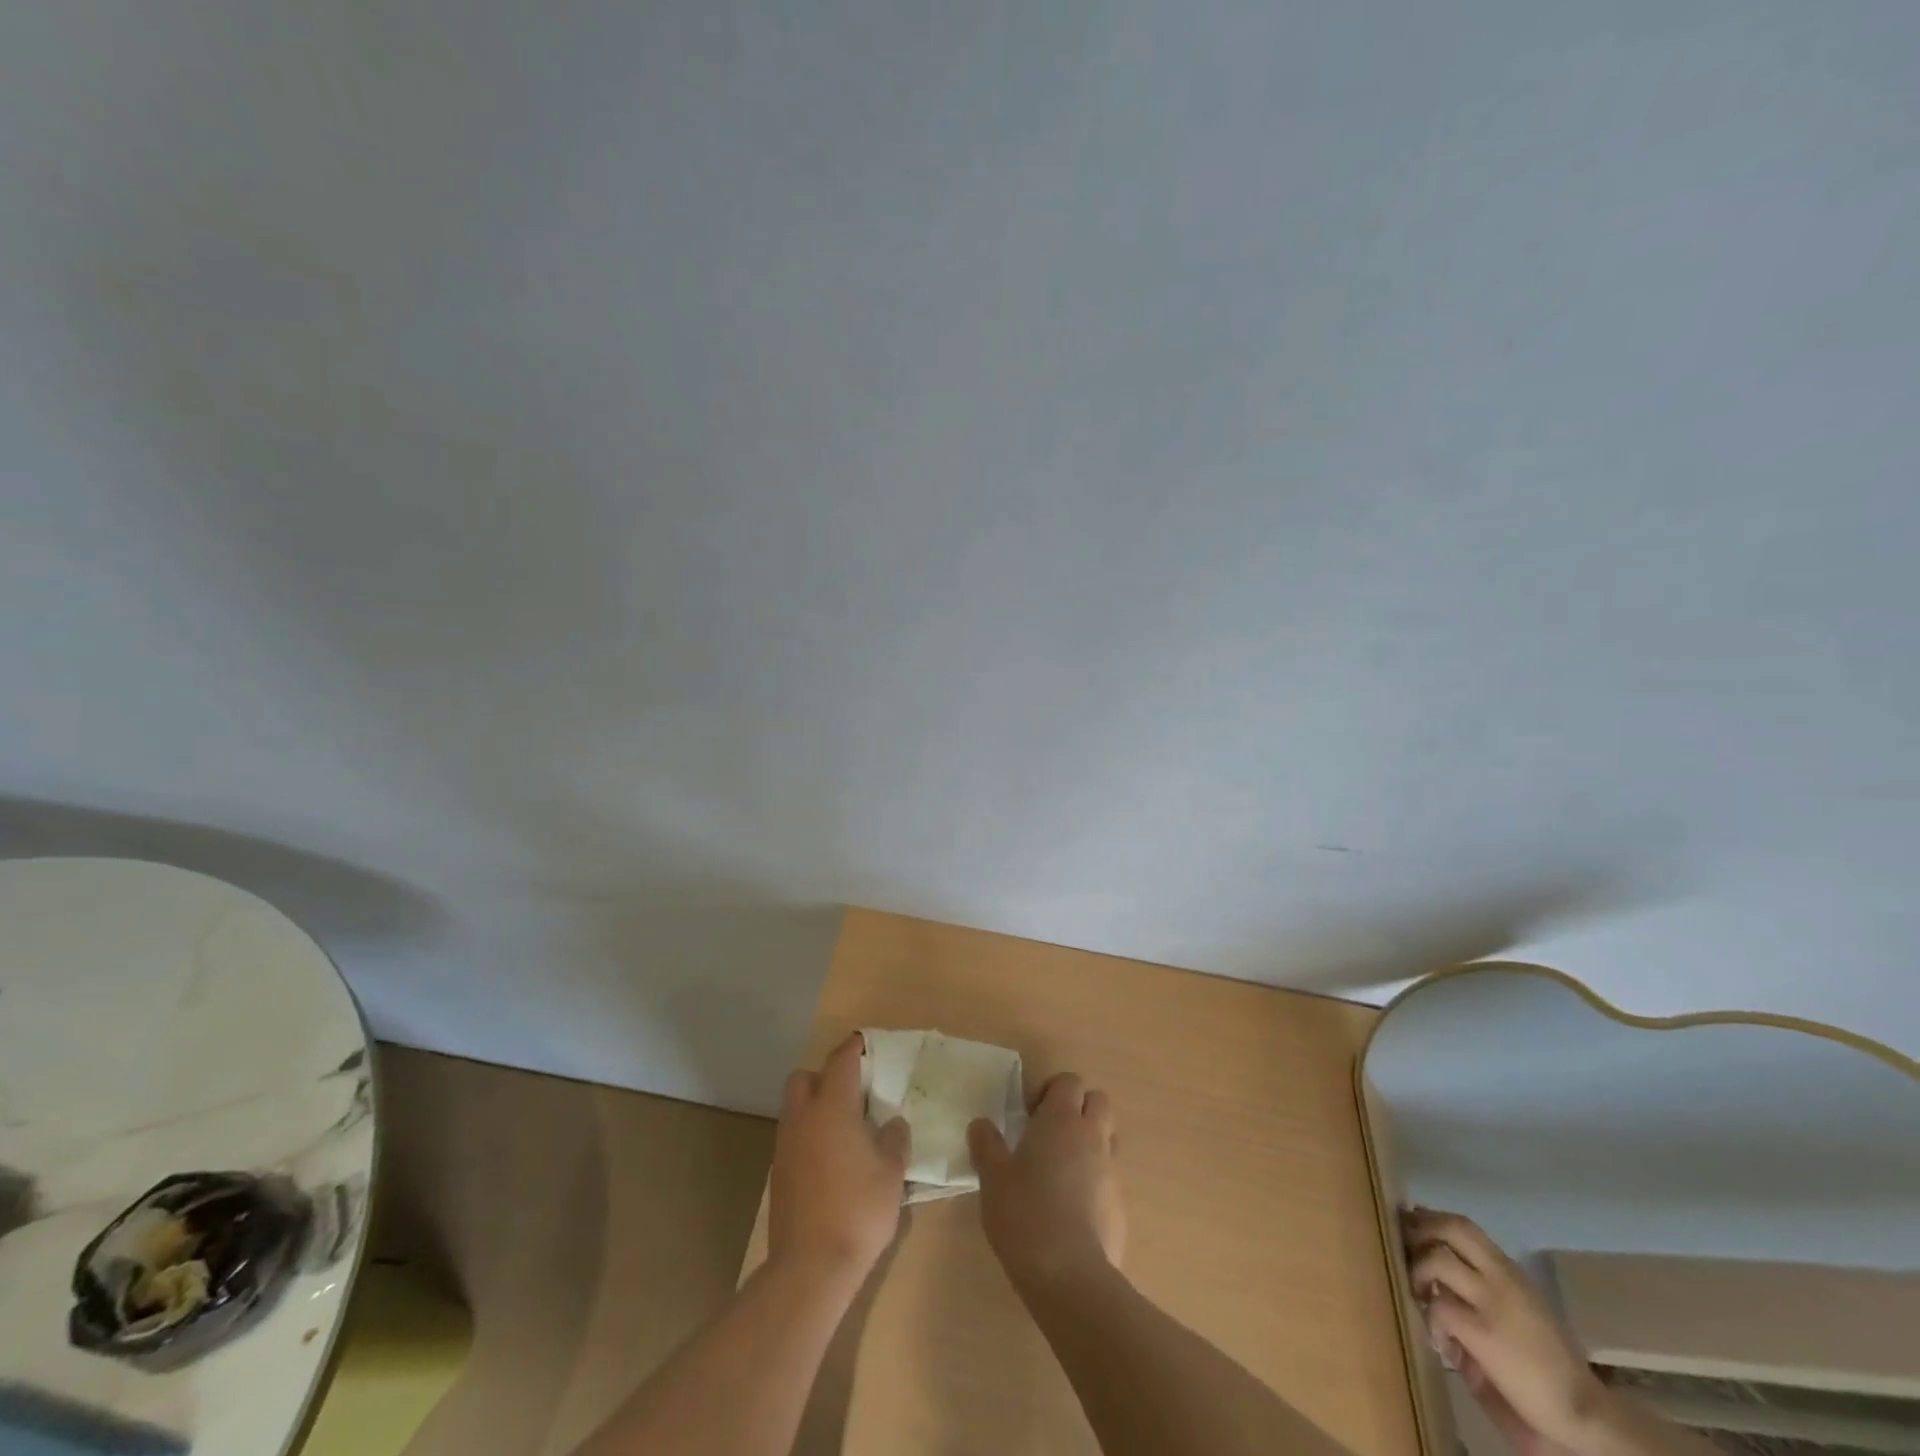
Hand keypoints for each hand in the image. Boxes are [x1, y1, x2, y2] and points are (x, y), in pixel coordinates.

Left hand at [768, 1033, 909, 1281]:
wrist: (810, 1267)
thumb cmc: (858, 1209)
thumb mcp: (892, 1172)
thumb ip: (894, 1138)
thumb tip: (891, 1123)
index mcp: (832, 1106)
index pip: (841, 1061)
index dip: (855, 1048)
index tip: (867, 1044)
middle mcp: (803, 1117)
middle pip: (804, 1077)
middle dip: (825, 1076)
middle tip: (853, 1092)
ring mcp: (786, 1146)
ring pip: (796, 1108)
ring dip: (815, 1107)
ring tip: (845, 1128)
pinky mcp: (779, 1173)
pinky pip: (793, 1137)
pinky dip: (809, 1135)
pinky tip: (831, 1159)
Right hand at [968, 1072, 1125, 1288]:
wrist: (1070, 1275)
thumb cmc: (1025, 1213)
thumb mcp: (992, 1177)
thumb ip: (986, 1145)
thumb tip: (981, 1124)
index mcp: (1062, 1119)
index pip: (1070, 1080)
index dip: (1051, 1089)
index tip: (1030, 1113)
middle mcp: (1092, 1136)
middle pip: (1098, 1101)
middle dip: (1078, 1108)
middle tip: (1049, 1134)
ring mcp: (1111, 1171)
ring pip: (1107, 1139)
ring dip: (1089, 1143)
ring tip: (1060, 1171)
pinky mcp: (1120, 1206)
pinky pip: (1109, 1179)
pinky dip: (1094, 1182)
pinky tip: (1071, 1210)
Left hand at [1402, 1208, 1608, 1455]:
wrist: (1585, 1412)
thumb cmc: (1550, 1361)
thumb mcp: (1520, 1306)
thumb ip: (1483, 1281)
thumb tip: (1434, 1258)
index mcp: (1510, 1271)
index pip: (1464, 1226)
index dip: (1431, 1219)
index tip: (1412, 1225)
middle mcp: (1502, 1279)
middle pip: (1450, 1228)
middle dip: (1419, 1230)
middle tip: (1407, 1248)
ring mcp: (1492, 1304)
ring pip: (1437, 1260)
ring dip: (1417, 1271)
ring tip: (1419, 1294)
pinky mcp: (1484, 1334)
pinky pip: (1439, 1308)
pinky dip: (1431, 1320)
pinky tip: (1441, 1341)